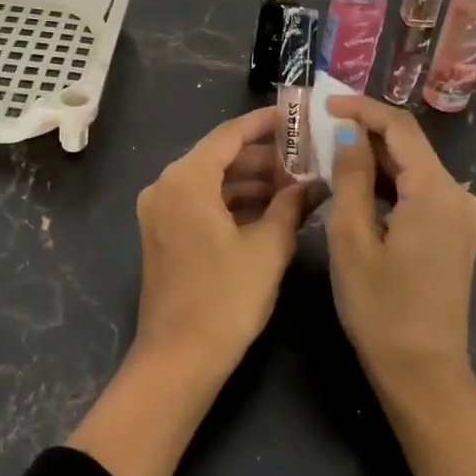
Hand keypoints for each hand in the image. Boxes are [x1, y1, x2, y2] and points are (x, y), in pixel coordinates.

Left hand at [132, 107, 314, 374]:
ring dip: (251, 182)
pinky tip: (270, 212)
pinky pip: (201, 203)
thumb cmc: (226, 298)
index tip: (295, 115)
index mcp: (186, 179)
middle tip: (306, 159)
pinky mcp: (163, 234)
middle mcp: (166, 186)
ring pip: (212, 181)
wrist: (179, 359)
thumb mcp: (268, 248)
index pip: (230, 134)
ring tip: (296, 187)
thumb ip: (291, 206)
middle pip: (220, 157)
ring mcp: (160, 211)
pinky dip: (233, 203)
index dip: (264, 123)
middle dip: (264, 158)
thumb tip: (315, 184)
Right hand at [324, 96, 475, 386]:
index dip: (362, 108)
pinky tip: (357, 188)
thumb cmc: (380, 308)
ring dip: (374, 158)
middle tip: (319, 130)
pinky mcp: (455, 233)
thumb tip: (350, 133)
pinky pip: (420, 191)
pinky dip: (388, 183)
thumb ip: (351, 177)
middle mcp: (458, 195)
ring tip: (329, 155)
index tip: (325, 104)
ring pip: (413, 169)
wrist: (423, 373)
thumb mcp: (352, 238)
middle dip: (365, 133)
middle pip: (410, 146)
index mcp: (436, 192)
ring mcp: (461, 215)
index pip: (400, 128)